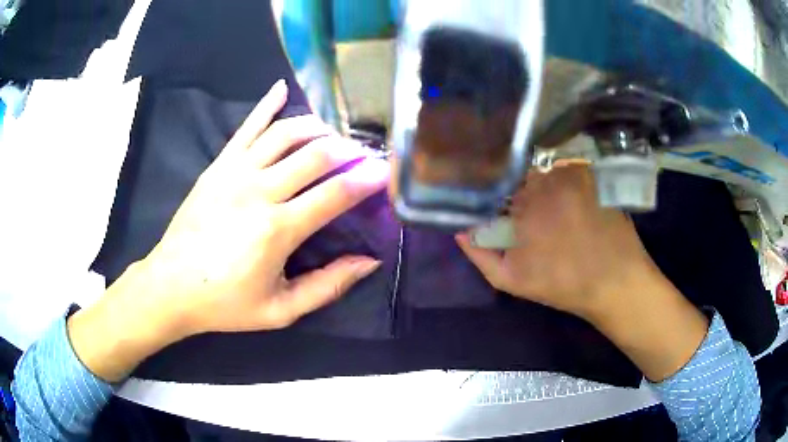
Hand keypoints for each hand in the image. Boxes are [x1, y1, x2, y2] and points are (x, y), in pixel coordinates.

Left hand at [68, 80, 388, 381]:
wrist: (171, 286)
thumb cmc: (226, 303)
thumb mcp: (280, 310)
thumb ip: (327, 286)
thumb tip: (369, 262)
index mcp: (278, 230)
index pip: (336, 194)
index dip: (367, 180)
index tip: (387, 172)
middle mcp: (260, 191)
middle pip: (316, 155)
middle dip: (349, 151)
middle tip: (364, 154)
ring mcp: (236, 172)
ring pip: (286, 133)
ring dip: (317, 128)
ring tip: (333, 135)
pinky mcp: (218, 165)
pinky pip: (247, 127)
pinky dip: (267, 105)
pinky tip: (282, 88)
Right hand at [456, 164, 654, 319]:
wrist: (615, 282)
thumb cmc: (563, 284)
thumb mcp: (513, 279)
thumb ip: (480, 253)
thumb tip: (459, 229)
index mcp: (524, 204)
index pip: (494, 183)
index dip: (492, 192)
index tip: (497, 205)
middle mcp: (548, 180)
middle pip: (519, 172)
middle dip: (517, 186)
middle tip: (525, 207)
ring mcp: (574, 174)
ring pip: (544, 168)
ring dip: (541, 181)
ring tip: (550, 205)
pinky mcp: (594, 175)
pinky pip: (567, 167)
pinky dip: (562, 177)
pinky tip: (569, 199)